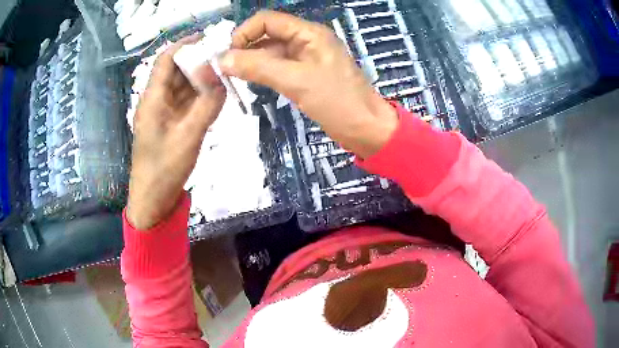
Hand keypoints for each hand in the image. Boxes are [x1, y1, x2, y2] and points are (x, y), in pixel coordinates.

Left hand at [127, 35, 225, 229]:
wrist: (152, 199)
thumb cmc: (164, 169)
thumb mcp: (189, 136)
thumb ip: (207, 106)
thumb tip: (224, 79)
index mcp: (152, 99)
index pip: (165, 60)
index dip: (183, 45)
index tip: (206, 37)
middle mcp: (155, 101)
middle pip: (174, 71)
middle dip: (196, 60)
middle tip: (222, 56)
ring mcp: (161, 113)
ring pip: (180, 86)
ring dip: (198, 78)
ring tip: (222, 73)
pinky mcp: (168, 124)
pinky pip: (183, 102)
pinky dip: (197, 95)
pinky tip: (213, 95)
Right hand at [219, 10, 396, 158]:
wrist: (366, 129)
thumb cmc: (337, 102)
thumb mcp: (295, 81)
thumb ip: (258, 67)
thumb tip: (222, 59)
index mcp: (308, 33)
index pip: (267, 20)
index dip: (244, 33)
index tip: (228, 55)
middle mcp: (306, 39)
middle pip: (267, 35)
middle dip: (245, 49)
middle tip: (226, 71)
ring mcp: (306, 57)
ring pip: (271, 52)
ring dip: (252, 62)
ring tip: (234, 79)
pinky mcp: (306, 74)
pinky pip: (278, 66)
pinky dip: (263, 72)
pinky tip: (252, 83)